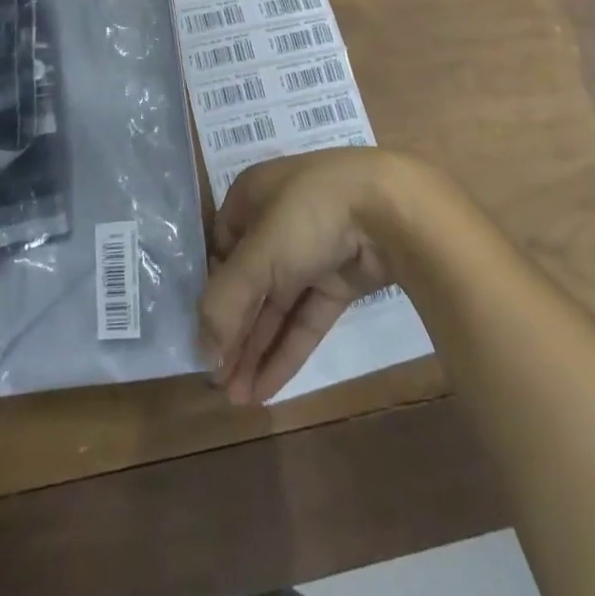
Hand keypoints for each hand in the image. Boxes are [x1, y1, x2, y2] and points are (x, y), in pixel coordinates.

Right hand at [199, 151, 413, 404]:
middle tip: (219, 384)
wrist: (391, 208)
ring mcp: (313, 250)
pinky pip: (307, 317)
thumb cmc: (309, 213)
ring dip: (257, 349)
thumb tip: (202, 354)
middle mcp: (279, 219)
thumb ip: (226, 303)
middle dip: (234, 332)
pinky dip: (287, 350)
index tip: (203, 338)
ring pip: (278, 304)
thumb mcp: (259, 253)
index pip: (222, 248)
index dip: (212, 292)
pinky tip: (266, 390)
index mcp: (253, 195)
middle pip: (250, 282)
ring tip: (237, 400)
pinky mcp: (342, 278)